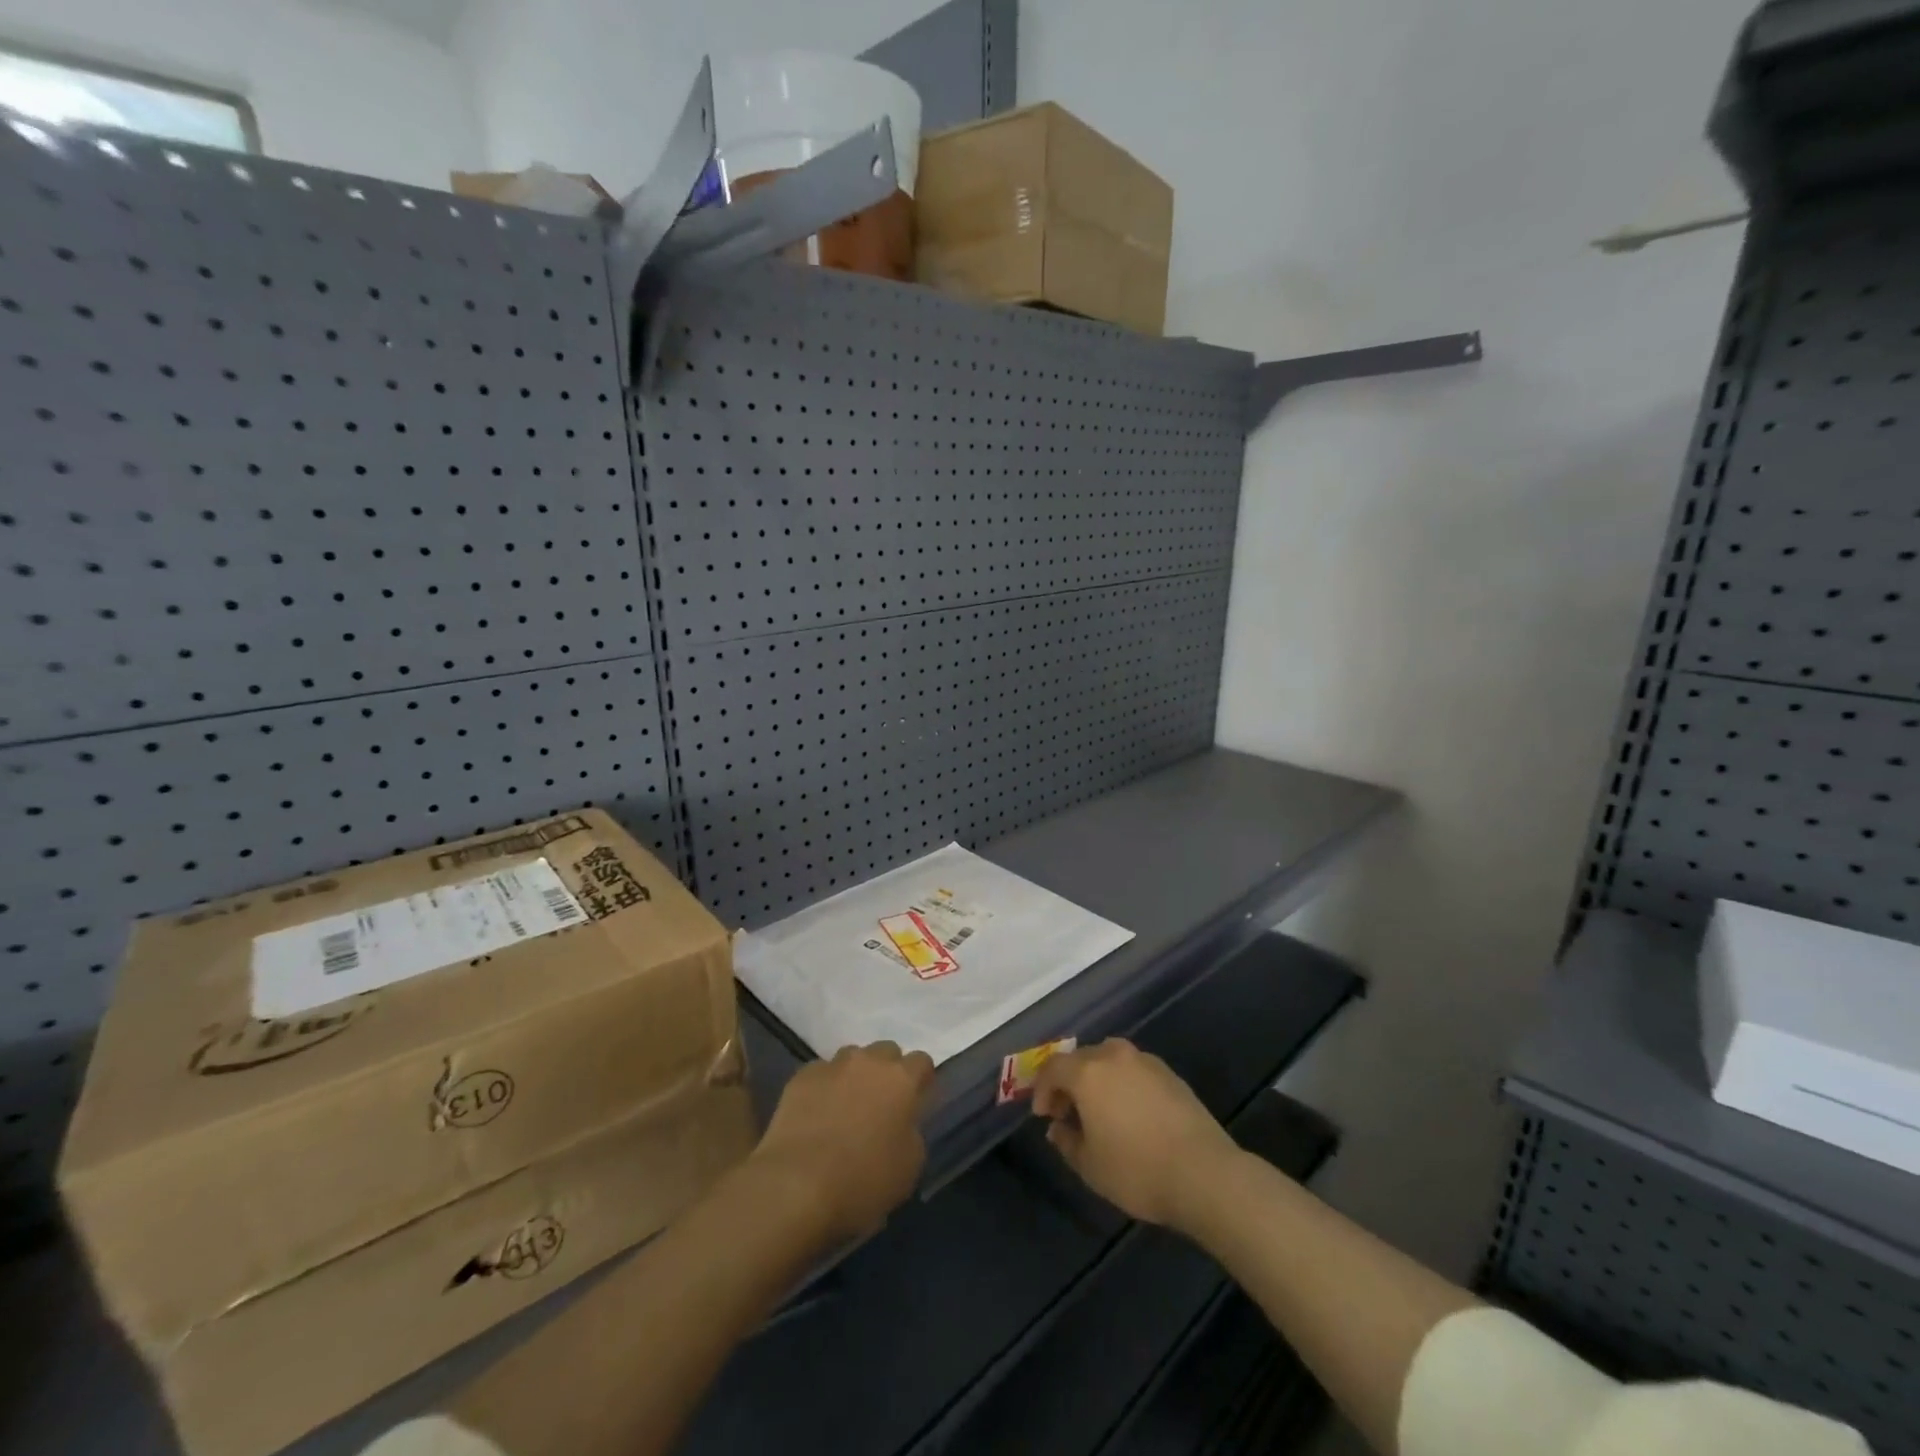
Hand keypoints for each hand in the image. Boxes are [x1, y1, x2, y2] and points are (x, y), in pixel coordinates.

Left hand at [750, 1041, 935, 1242]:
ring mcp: (833, 1065)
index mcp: (902, 1080)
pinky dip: (824, 1087)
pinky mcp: (802, 1076)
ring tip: (846, 1107)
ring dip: (855, 1076)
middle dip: (887, 1072)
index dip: (921, 1080)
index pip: (922, 1062)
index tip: (916, 1102)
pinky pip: (821, 1073)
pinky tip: (817, 1114)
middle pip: (886, 1052)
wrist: (797, 1185)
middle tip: (881, 1104)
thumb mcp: (909, 1167)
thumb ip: (912, 1133)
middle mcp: (869, 1061)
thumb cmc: (863, 1180)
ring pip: (852, 1058)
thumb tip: (903, 1124)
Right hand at [1031, 1038, 1241, 1229]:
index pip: (1053, 1067)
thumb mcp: (1090, 1166)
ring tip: (1099, 1109)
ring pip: (1108, 1059)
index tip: (1044, 1115)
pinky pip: (1133, 1069)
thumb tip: (1058, 1127)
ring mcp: (1145, 1061)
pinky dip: (1122, 1082)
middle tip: (1067, 1111)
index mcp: (1087, 1072)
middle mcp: (1113, 1056)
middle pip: (1080, 1058)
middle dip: (1068, 1082)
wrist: (1203, 1173)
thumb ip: (1067, 1141)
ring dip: (1096, 1078)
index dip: (1042, 1089)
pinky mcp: (1169, 1073)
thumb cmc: (1137, 1170)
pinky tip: (1129, 1111)